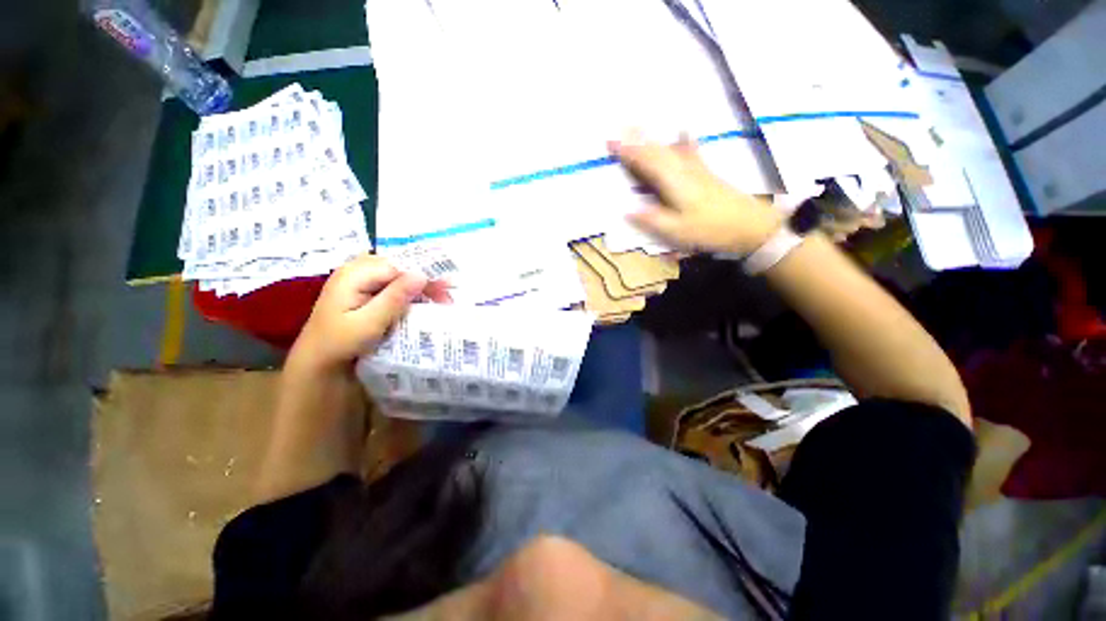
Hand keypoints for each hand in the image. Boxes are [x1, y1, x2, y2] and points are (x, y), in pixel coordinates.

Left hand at [289, 255, 449, 372]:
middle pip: (399, 267)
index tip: (446, 290)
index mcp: (354, 274)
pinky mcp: (365, 293)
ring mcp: (361, 281)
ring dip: (420, 286)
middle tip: (447, 296)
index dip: (423, 275)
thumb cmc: (339, 344)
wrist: (318, 363)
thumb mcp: (368, 323)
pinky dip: (410, 292)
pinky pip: (392, 285)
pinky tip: (422, 300)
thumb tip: (421, 274)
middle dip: (425, 280)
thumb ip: (394, 297)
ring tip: (440, 298)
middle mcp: (357, 271)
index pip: (398, 266)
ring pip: (398, 275)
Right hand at [608, 131, 784, 254]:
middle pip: (657, 150)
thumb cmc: (710, 229)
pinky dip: (680, 140)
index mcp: (674, 182)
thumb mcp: (677, 231)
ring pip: (670, 148)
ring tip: (639, 127)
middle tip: (618, 129)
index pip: (647, 162)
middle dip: (637, 139)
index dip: (628, 152)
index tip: (610, 142)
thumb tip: (627, 210)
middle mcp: (684, 169)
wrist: (749, 225)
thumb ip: (651, 220)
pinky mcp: (705, 172)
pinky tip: (683, 131)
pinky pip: (687, 151)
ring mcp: (697, 168)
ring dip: (653, 138)